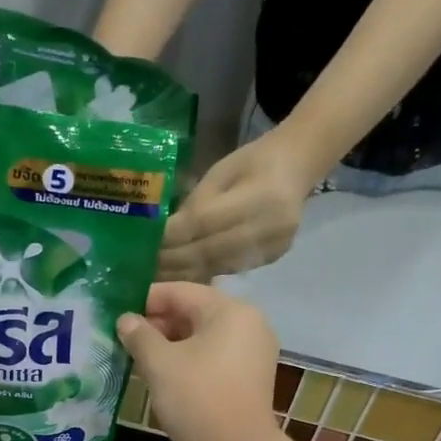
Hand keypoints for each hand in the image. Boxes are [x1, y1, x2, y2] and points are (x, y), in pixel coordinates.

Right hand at [116, 283, 278, 440]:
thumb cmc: (196, 397)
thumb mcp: (159, 362)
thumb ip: (139, 335)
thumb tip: (125, 320)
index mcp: (231, 311)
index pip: (181, 291)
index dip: (146, 299)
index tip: (118, 312)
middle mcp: (249, 325)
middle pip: (195, 312)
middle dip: (158, 323)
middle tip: (125, 338)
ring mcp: (252, 354)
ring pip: (203, 338)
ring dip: (171, 344)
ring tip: (139, 357)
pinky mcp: (249, 380)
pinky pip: (213, 358)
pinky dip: (189, 361)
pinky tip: (163, 375)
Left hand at [158, 130, 322, 281]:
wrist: (296, 167)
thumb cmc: (253, 162)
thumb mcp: (220, 173)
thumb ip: (196, 203)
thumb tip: (165, 235)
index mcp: (259, 194)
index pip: (204, 222)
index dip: (172, 237)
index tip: (145, 246)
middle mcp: (269, 225)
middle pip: (210, 250)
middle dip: (173, 261)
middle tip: (144, 269)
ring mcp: (273, 245)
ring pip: (218, 265)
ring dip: (184, 274)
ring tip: (157, 278)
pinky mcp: (273, 258)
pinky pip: (229, 270)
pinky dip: (203, 275)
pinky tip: (182, 278)